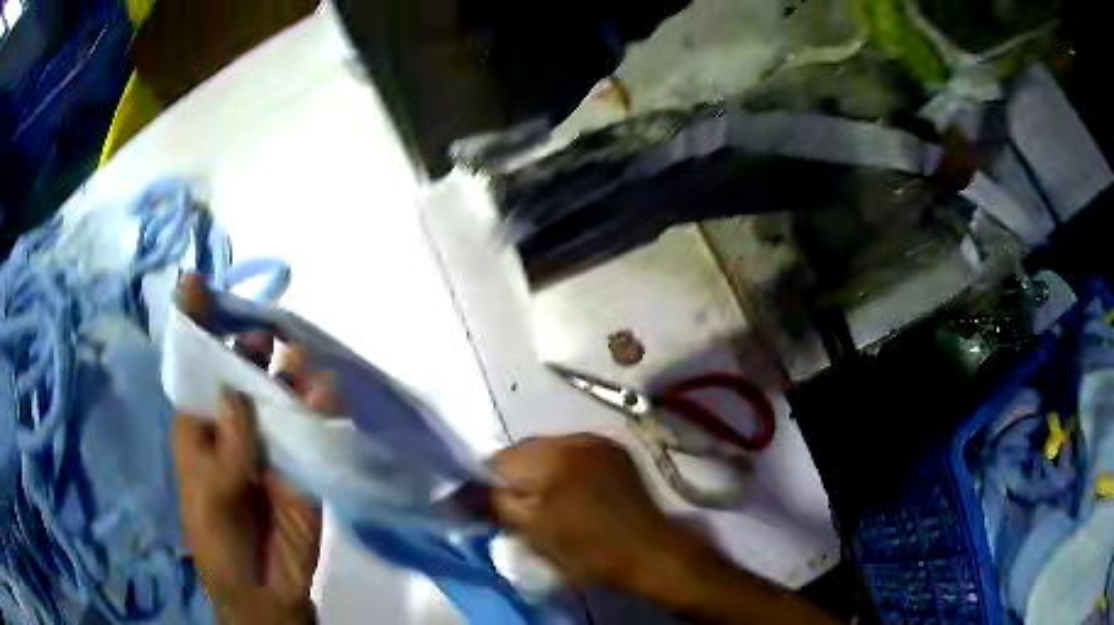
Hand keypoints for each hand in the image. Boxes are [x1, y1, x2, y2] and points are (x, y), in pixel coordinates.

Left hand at [173, 274, 335, 623]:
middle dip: (247, 342)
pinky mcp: (304, 459)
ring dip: (287, 369)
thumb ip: (226, 445)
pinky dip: (319, 404)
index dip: (193, 324)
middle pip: (239, 369)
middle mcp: (235, 423)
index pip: (195, 366)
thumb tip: (237, 389)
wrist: (264, 587)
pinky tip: (323, 390)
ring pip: (278, 391)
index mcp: (201, 427)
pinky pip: (312, 424)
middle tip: (261, 332)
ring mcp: (271, 440)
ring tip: (295, 358)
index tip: (195, 281)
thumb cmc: (218, 539)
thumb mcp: (209, 494)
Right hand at [490, 434, 705, 592]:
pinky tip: (576, 490)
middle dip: (517, 474)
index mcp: (551, 457)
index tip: (493, 505)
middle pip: (525, 450)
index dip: (489, 482)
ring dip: (542, 469)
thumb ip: (494, 505)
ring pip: (551, 449)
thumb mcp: (533, 533)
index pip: (499, 459)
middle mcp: (574, 437)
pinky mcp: (617, 451)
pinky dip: (567, 467)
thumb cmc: (588, 550)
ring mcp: (599, 441)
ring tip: (551, 498)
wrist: (649, 552)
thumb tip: (463, 490)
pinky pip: (577, 451)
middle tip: (522, 506)